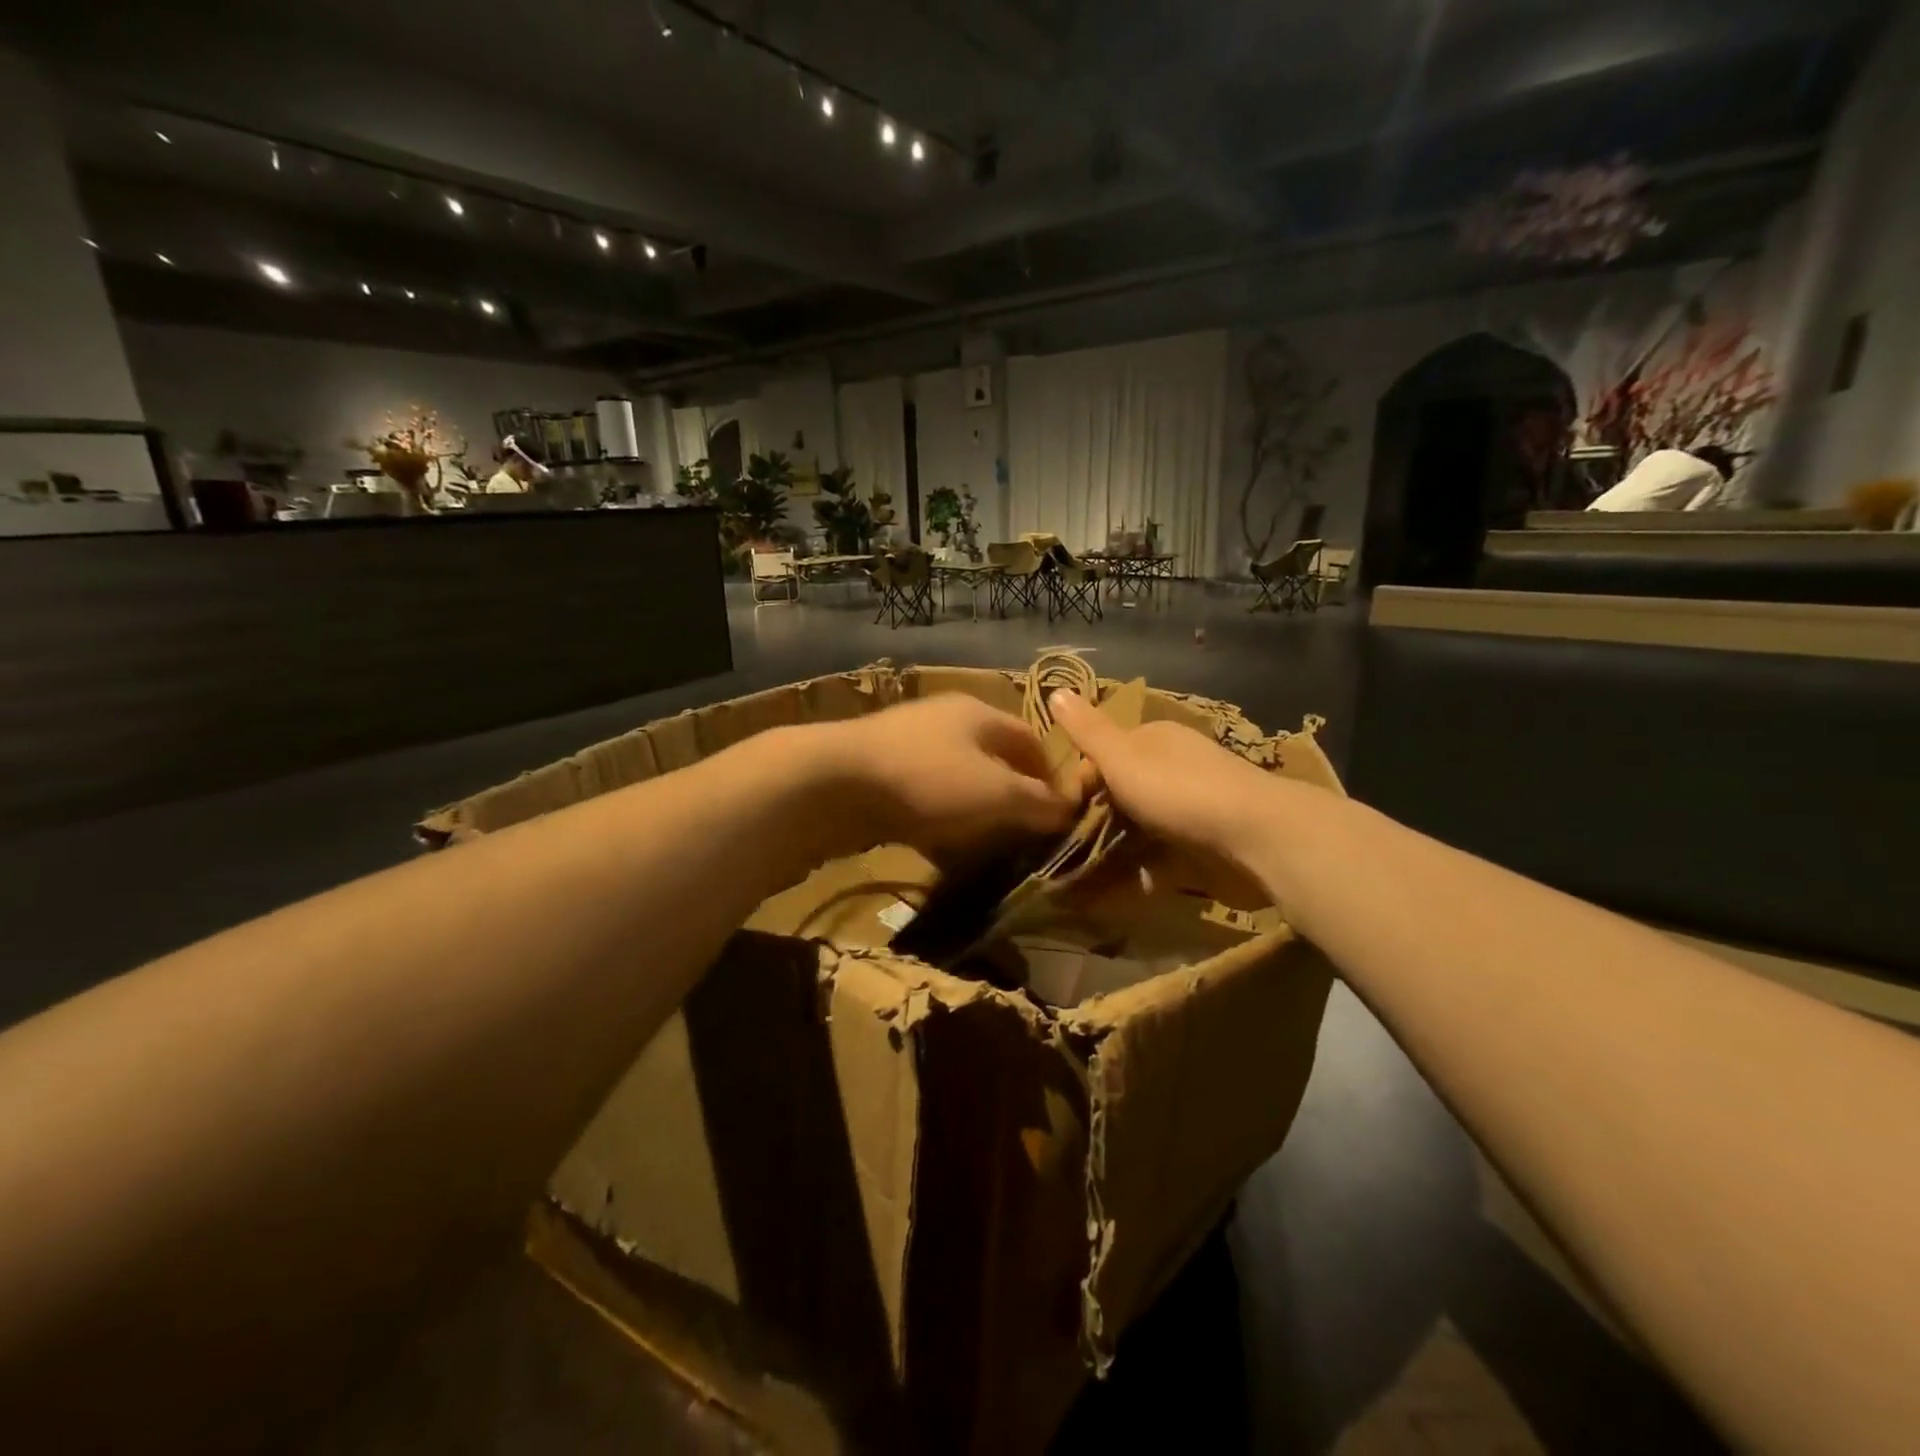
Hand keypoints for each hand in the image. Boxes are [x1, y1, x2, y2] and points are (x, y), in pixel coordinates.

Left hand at [819, 695, 1081, 859]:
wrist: (833, 782)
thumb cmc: (928, 780)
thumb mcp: (997, 794)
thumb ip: (1038, 802)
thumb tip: (1069, 809)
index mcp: (980, 714)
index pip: (1031, 740)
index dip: (1050, 777)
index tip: (1059, 816)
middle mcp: (946, 721)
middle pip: (992, 761)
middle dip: (1011, 800)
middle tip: (1022, 838)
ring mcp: (909, 745)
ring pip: (957, 783)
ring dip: (974, 816)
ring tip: (984, 852)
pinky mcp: (880, 773)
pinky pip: (923, 800)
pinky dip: (938, 824)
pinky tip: (939, 853)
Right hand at [1048, 690, 1284, 904]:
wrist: (1258, 837)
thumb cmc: (1180, 790)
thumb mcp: (1123, 757)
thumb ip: (1088, 732)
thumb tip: (1055, 689)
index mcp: (1155, 739)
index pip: (1105, 755)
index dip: (1080, 782)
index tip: (1058, 812)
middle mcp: (1174, 768)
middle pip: (1123, 793)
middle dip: (1095, 821)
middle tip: (1065, 850)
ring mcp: (1192, 808)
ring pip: (1140, 829)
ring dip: (1113, 852)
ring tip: (1080, 882)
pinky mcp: (1205, 846)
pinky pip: (1162, 859)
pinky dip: (1141, 874)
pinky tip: (1117, 894)